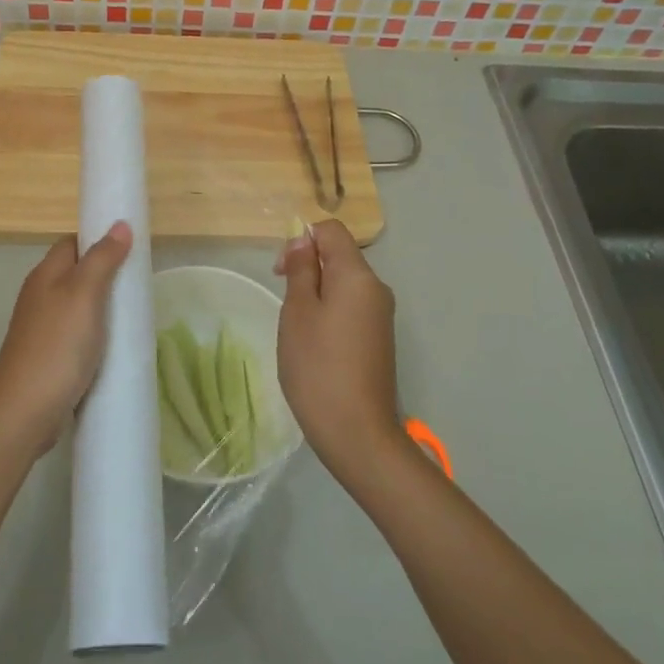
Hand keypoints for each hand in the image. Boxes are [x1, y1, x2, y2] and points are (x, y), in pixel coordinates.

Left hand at [0, 221, 132, 456]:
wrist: (24, 413)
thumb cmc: (56, 346)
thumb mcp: (84, 295)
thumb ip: (102, 259)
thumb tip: (120, 224)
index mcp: (45, 275)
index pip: (73, 243)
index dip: (99, 240)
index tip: (132, 247)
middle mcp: (40, 296)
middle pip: (77, 273)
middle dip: (107, 275)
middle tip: (139, 283)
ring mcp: (43, 329)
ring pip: (79, 306)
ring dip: (103, 308)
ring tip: (134, 314)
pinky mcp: (49, 357)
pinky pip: (78, 335)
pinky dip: (97, 336)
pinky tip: (115, 346)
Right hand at [275, 220, 405, 481]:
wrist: (357, 432)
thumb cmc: (318, 366)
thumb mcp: (298, 312)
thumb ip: (301, 270)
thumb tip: (304, 240)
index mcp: (358, 275)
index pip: (332, 231)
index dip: (303, 239)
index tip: (282, 271)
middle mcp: (376, 289)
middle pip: (340, 256)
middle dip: (308, 267)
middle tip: (284, 300)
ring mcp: (381, 315)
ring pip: (344, 284)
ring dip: (316, 292)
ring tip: (297, 327)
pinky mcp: (379, 339)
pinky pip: (351, 308)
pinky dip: (330, 312)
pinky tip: (315, 343)